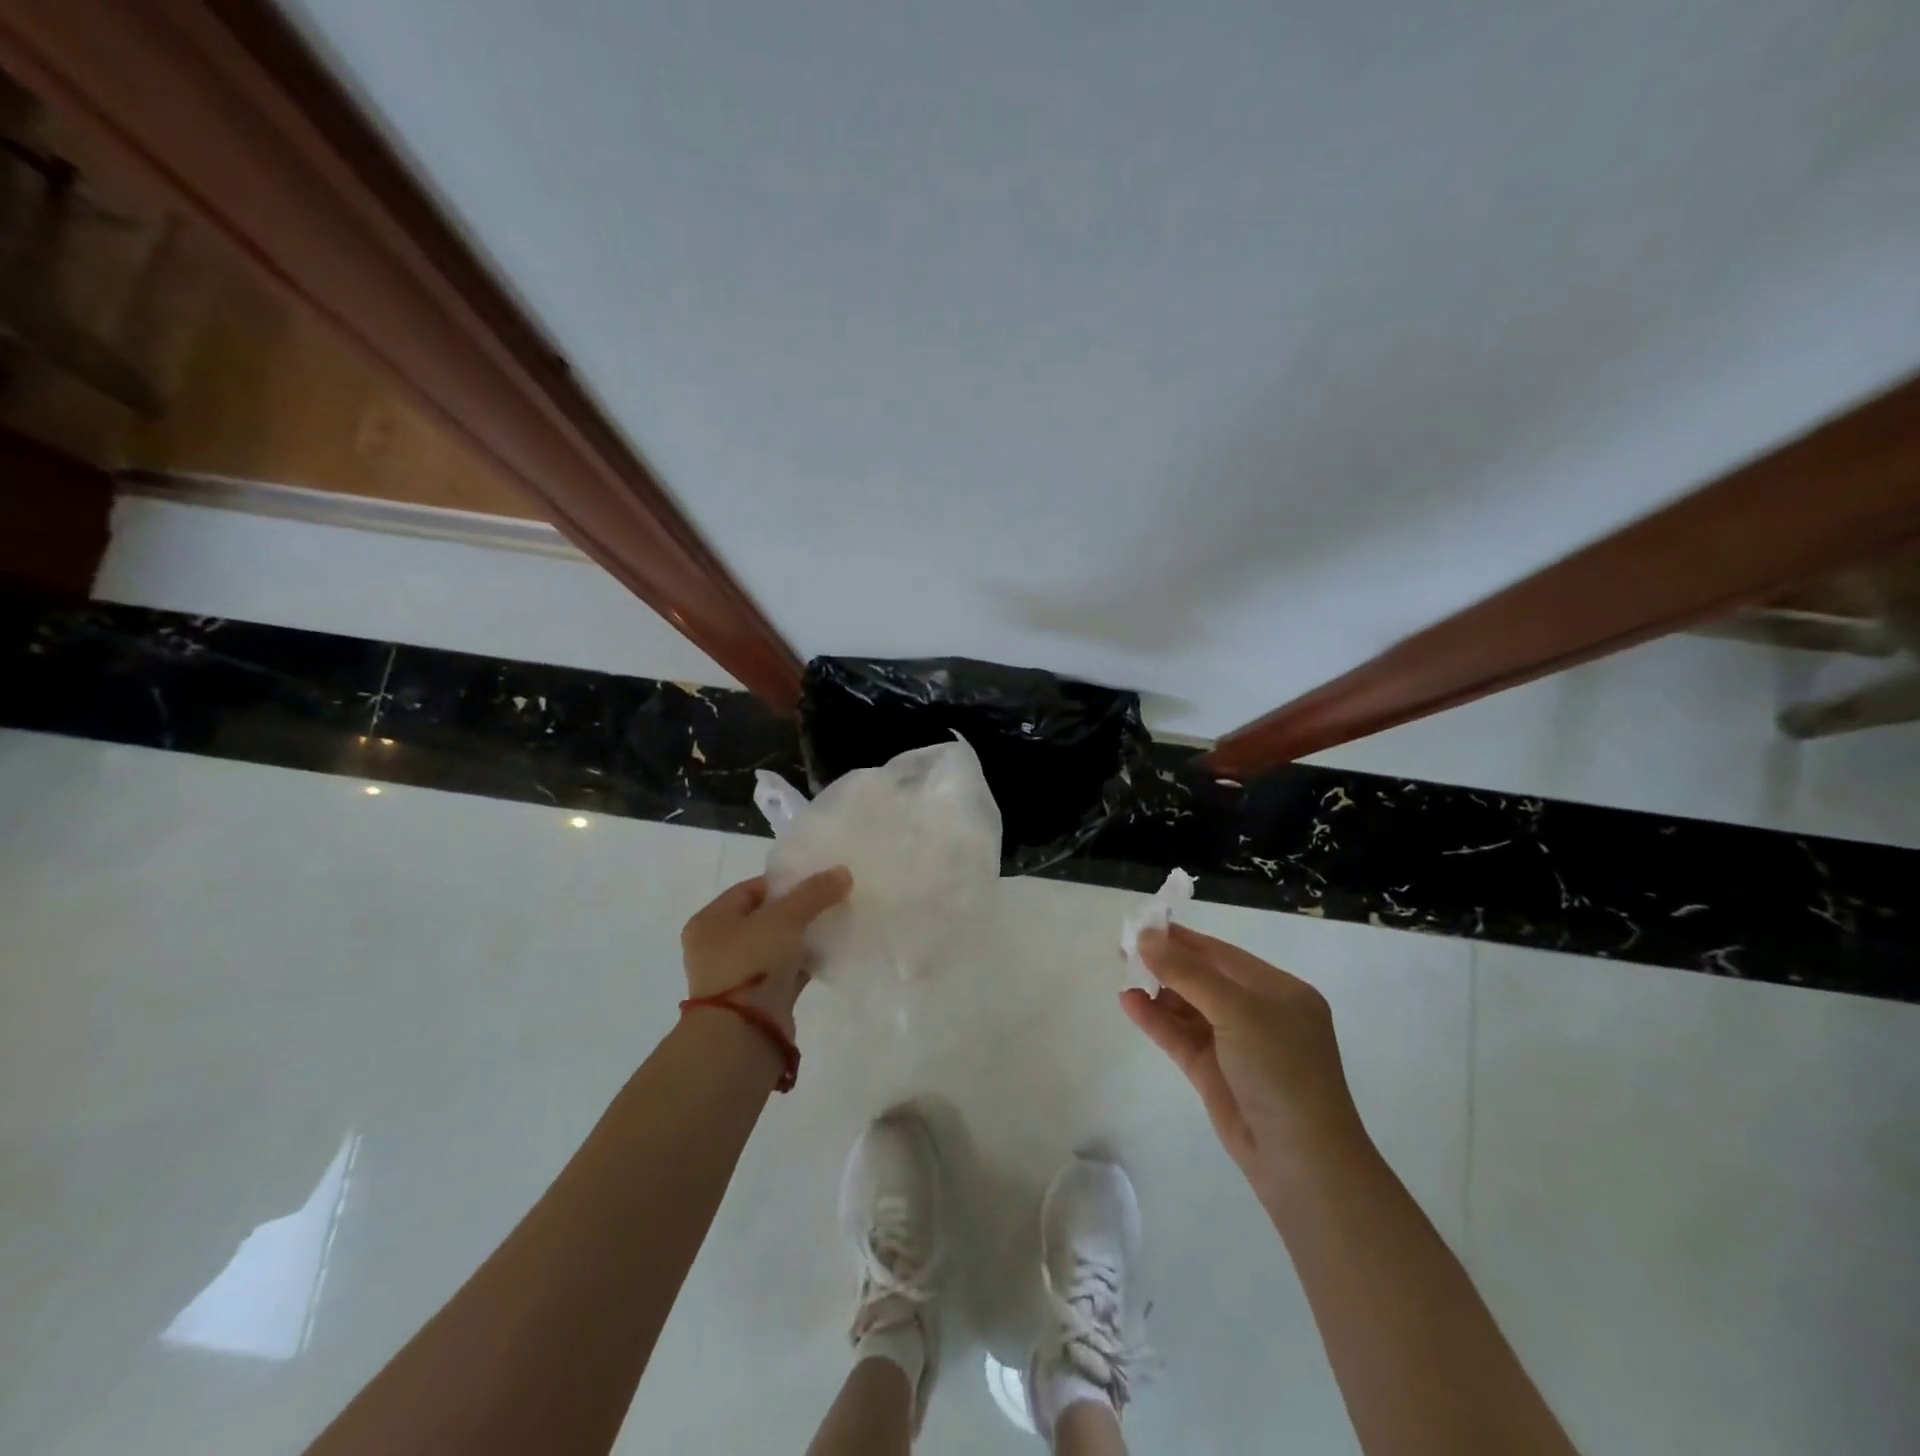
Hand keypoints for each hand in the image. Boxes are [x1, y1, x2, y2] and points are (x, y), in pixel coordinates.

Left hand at [680, 868, 851, 1039]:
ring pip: (777, 946)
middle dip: (798, 910)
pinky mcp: (758, 1000)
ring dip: (803, 938)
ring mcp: (737, 976)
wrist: (743, 1036)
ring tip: (835, 925)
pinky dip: (805, 963)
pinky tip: (831, 954)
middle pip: (765, 917)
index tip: (817, 882)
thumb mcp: (784, 919)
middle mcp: (718, 947)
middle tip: (830, 902)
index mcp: (710, 921)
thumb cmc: (751, 965)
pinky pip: (786, 972)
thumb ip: (814, 893)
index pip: (750, 889)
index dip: (784, 883)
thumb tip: (843, 872)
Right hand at [1122, 923, 1366, 1196]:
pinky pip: (1180, 1036)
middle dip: (1166, 963)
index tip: (1144, 925)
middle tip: (1125, 948)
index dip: (1183, 939)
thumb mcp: (1237, 1010)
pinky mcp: (1214, 1073)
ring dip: (1158, 991)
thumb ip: (1188, 972)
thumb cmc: (1280, 1069)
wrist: (1301, 1161)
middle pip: (1204, 979)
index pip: (1223, 955)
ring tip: (1123, 974)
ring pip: (1189, 1008)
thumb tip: (1146, 936)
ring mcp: (1235, 1045)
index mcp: (1278, 991)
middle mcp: (1258, 1013)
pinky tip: (1128, 1002)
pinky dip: (1156, 1019)